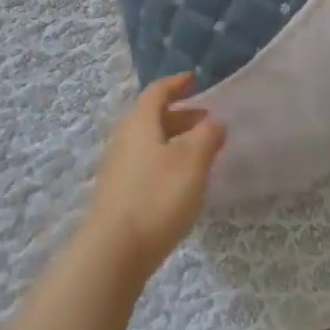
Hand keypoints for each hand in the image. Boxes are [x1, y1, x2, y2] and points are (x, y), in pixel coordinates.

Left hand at [81, 72, 225, 285]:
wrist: (114, 250)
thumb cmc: (157, 196)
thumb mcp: (192, 162)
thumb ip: (206, 136)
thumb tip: (214, 120)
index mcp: (139, 122)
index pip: (157, 92)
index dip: (176, 83)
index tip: (195, 79)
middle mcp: (125, 138)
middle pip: (152, 116)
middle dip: (180, 114)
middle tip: (206, 120)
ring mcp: (118, 166)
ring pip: (150, 141)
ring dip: (174, 139)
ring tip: (200, 152)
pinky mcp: (119, 192)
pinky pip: (146, 163)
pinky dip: (166, 160)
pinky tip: (181, 181)